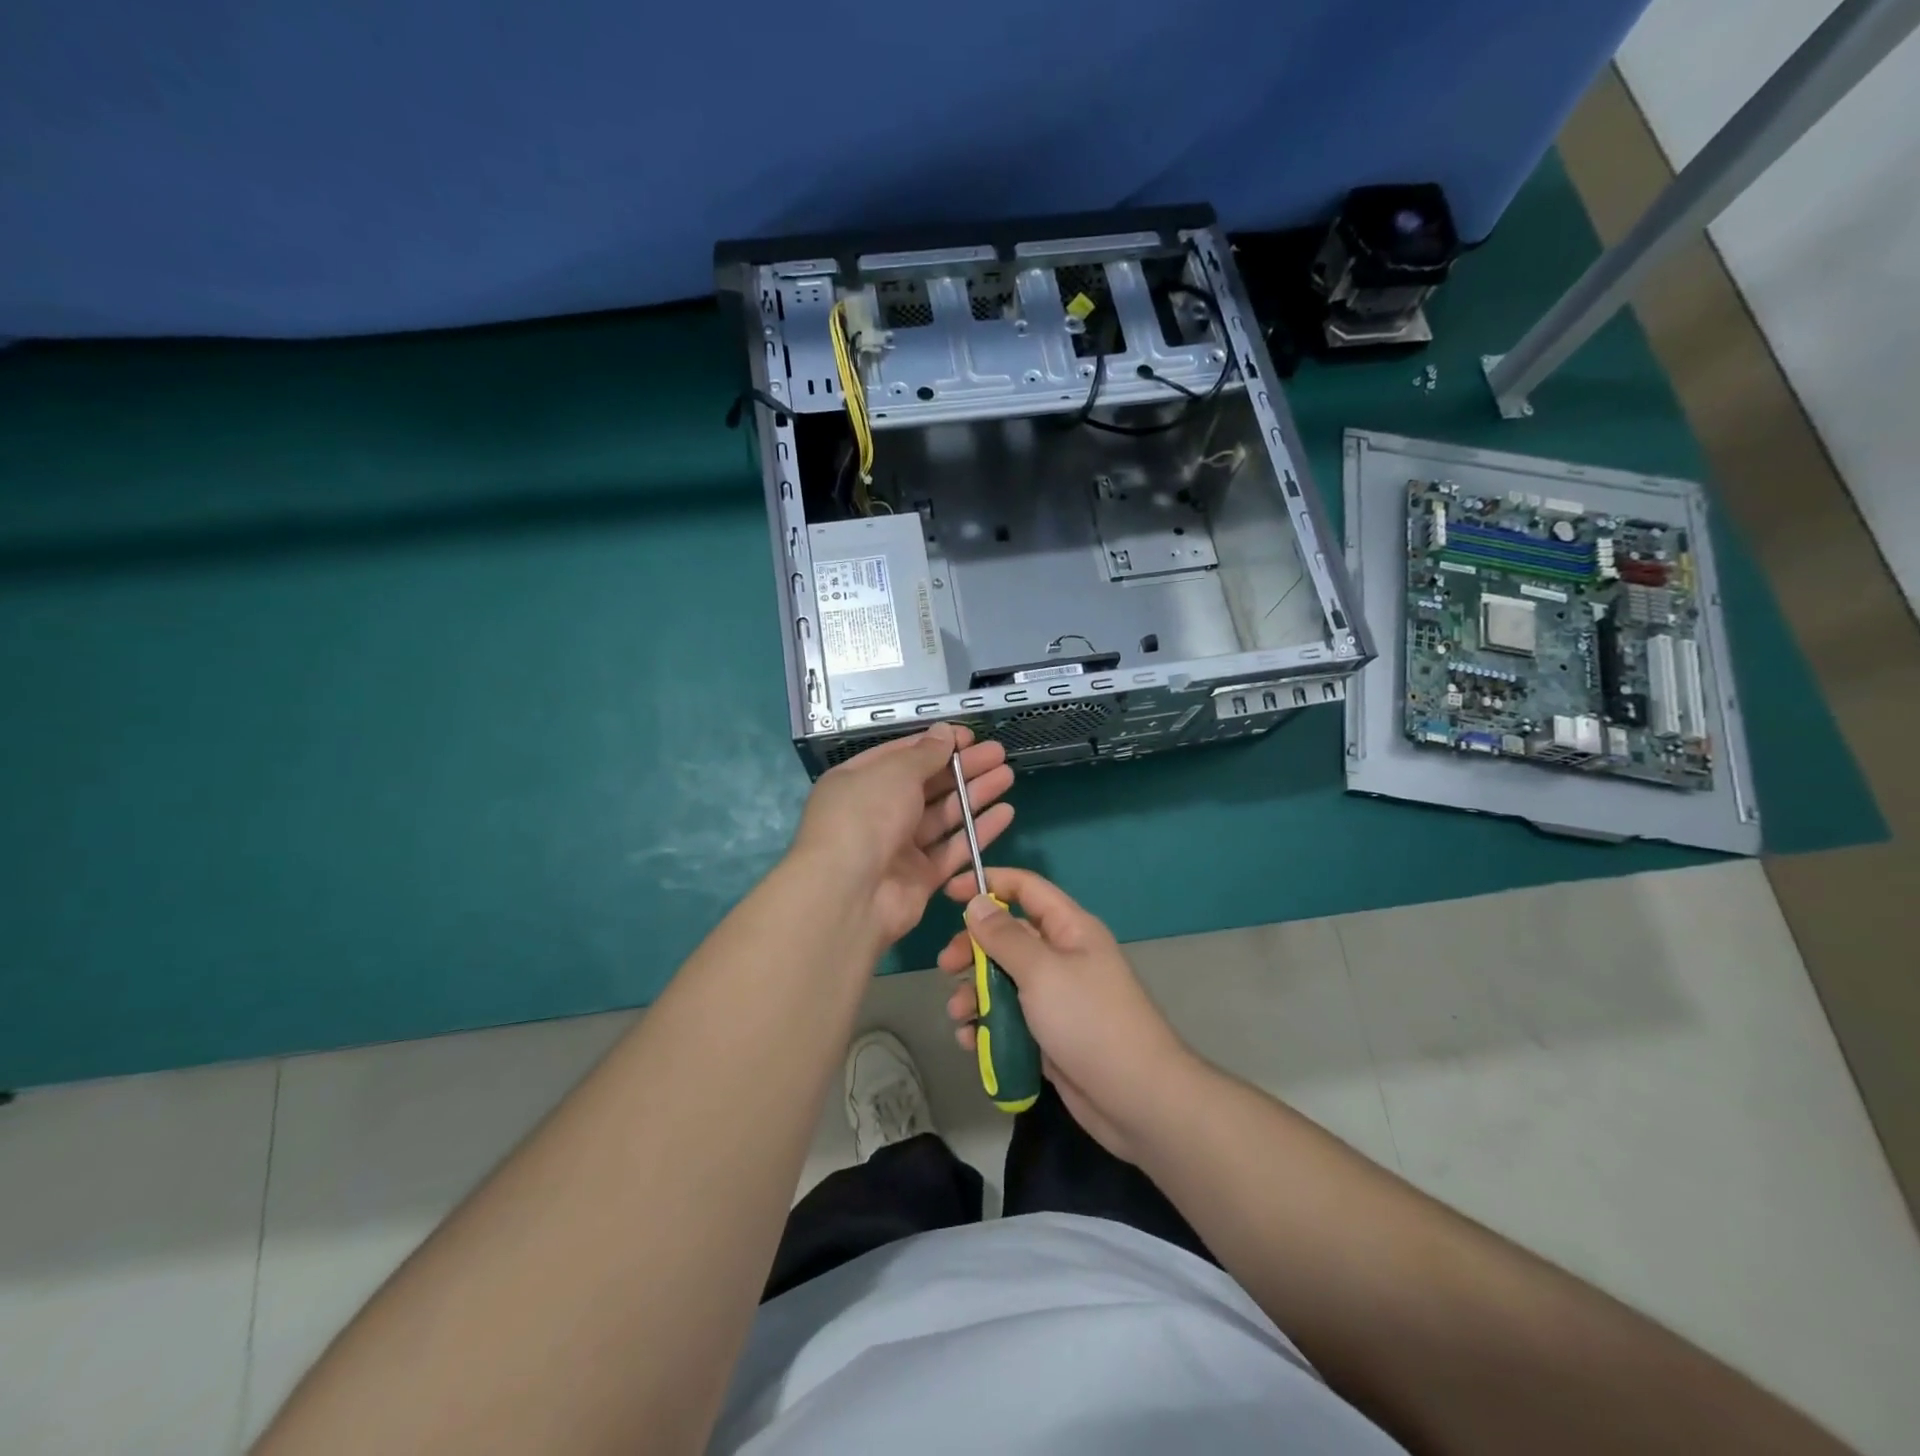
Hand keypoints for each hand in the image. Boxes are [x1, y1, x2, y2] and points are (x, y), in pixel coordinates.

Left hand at [791, 725, 1013, 949]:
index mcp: (858, 782)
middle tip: (998, 753)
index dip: (936, 744)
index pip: (901, 756)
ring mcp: (898, 847)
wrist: (849, 895)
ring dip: (974, 794)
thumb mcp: (894, 773)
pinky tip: (1005, 812)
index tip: (970, 736)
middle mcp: (876, 813)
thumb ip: (924, 754)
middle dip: (962, 768)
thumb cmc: (865, 817)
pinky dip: (978, 831)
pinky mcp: (919, 878)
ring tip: (1007, 775)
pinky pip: (953, 849)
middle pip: (926, 785)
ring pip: (943, 816)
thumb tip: (945, 732)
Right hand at [936, 867, 1196, 1160]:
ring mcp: (1054, 997)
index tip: (950, 894)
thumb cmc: (1089, 1021)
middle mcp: (1061, 956)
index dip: (989, 883)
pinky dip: (987, 1025)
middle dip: (973, 948)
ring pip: (1002, 981)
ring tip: (959, 1015)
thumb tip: (979, 902)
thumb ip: (1005, 936)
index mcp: (1069, 929)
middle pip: (1007, 936)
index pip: (1026, 889)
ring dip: (975, 993)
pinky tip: (971, 1041)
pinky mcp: (1047, 1034)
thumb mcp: (1041, 971)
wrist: (1136, 1098)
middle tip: (946, 966)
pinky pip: (1008, 1019)